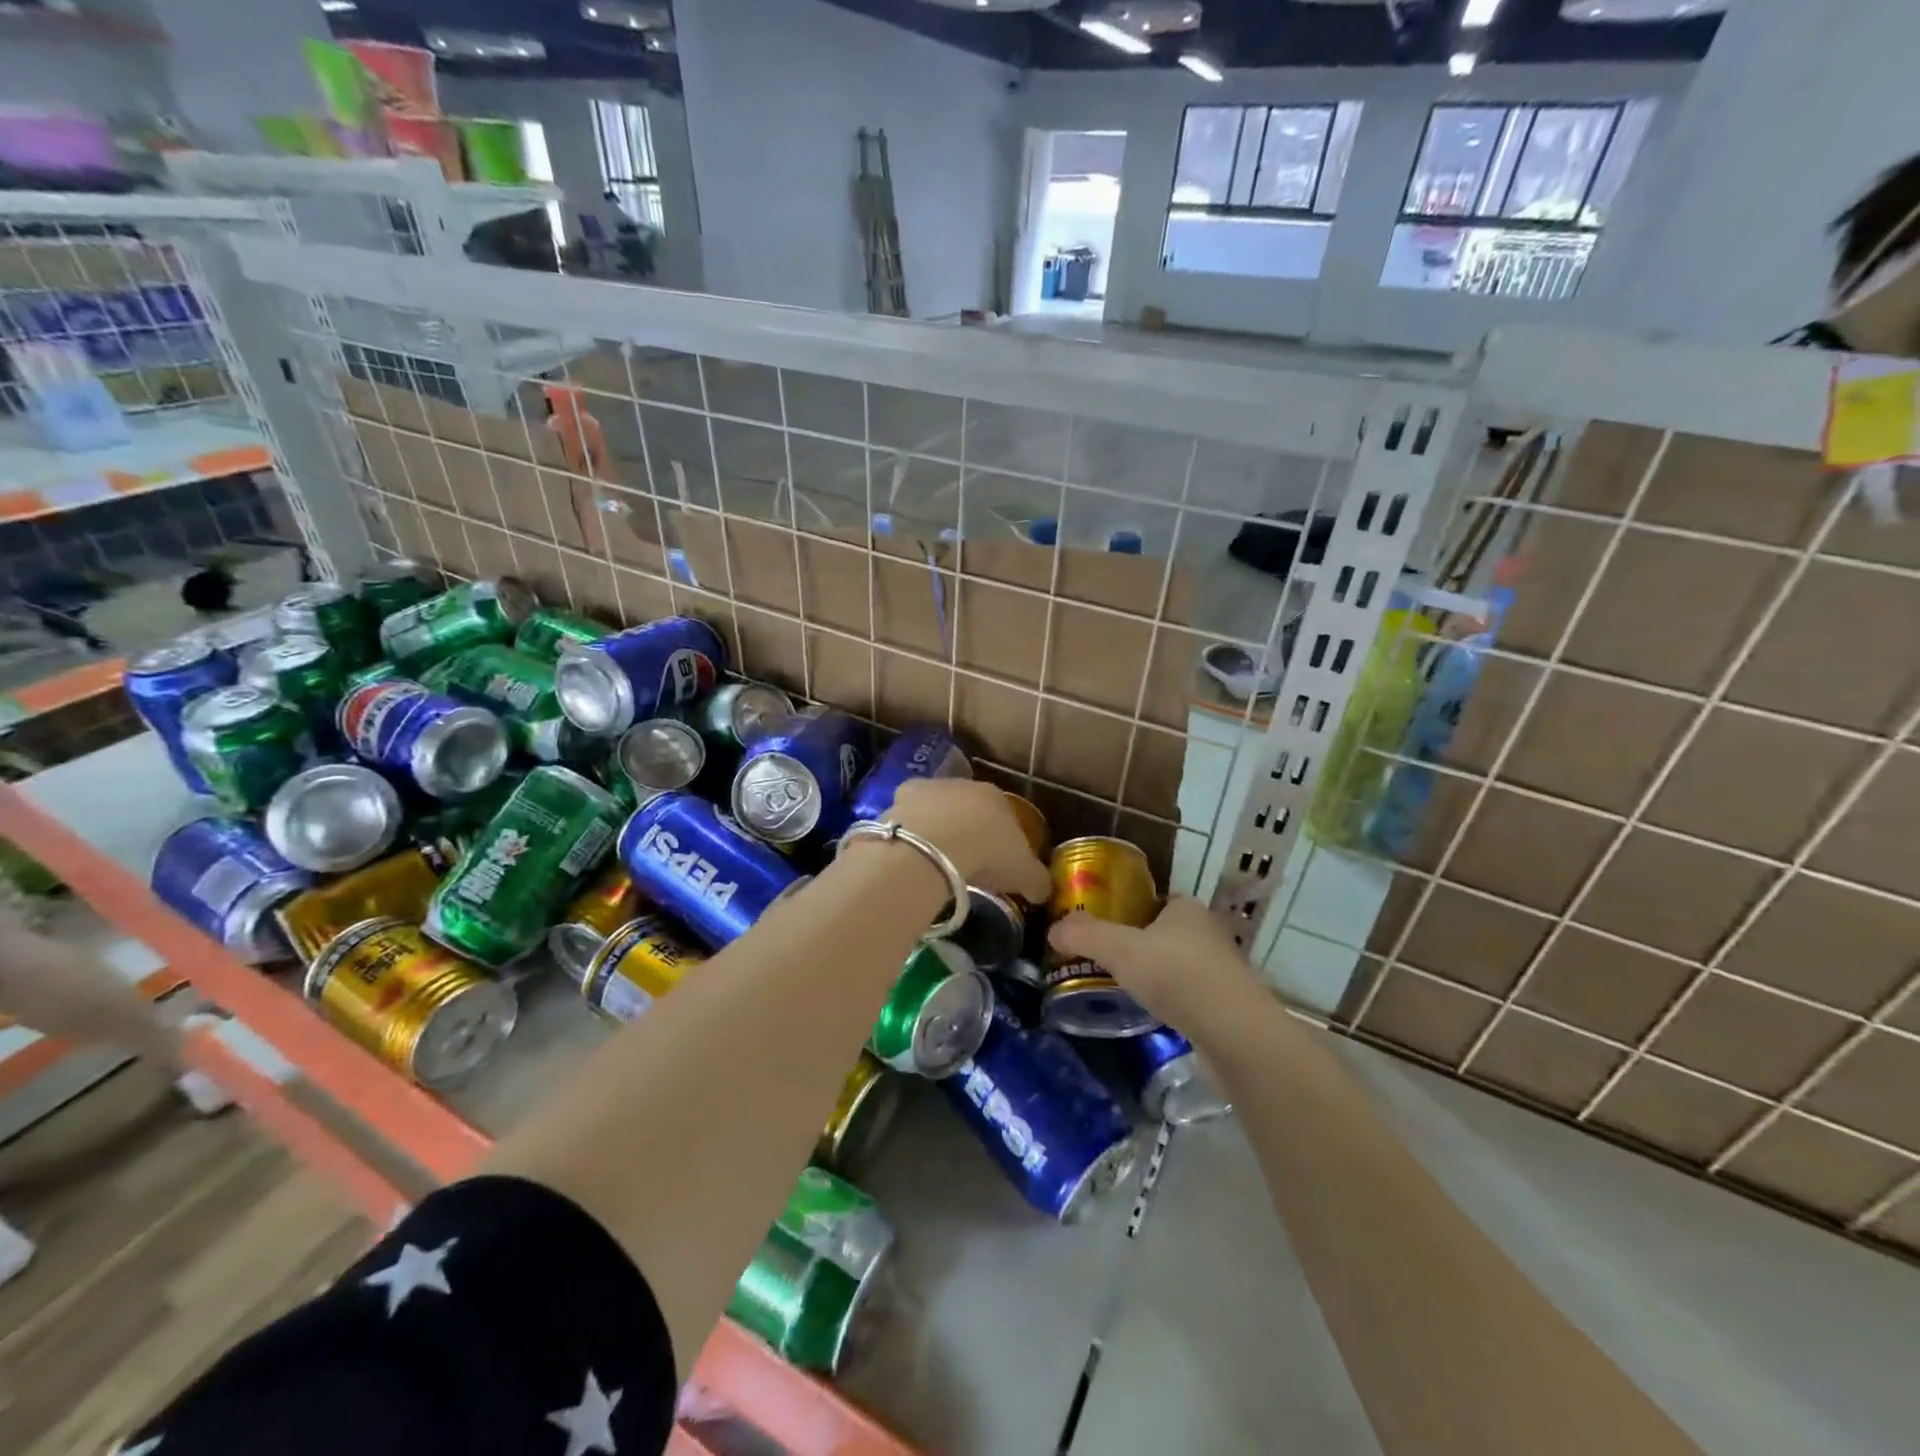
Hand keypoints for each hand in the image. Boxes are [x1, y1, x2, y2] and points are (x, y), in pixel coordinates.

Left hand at [885, 779, 1051, 903]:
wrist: (934, 844)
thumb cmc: (988, 852)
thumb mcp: (1024, 873)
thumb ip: (1037, 880)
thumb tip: (1043, 890)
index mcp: (995, 795)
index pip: (1002, 814)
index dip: (1001, 839)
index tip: (998, 863)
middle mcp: (960, 784)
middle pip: (965, 808)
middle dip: (965, 831)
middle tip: (965, 864)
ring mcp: (926, 789)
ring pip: (933, 811)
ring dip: (934, 831)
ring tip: (934, 864)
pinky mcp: (896, 801)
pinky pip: (906, 822)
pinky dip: (908, 837)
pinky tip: (909, 859)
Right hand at [1048, 895, 1257, 1032]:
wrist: (1235, 1033)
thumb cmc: (1177, 976)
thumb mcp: (1120, 950)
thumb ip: (1085, 936)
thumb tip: (1053, 929)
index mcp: (1187, 907)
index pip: (1153, 901)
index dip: (1127, 912)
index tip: (1103, 930)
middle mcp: (1208, 931)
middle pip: (1164, 932)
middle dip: (1139, 945)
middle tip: (1106, 961)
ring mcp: (1221, 968)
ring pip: (1178, 963)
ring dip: (1157, 974)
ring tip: (1124, 988)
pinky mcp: (1227, 1002)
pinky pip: (1190, 992)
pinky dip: (1172, 998)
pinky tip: (1154, 1012)